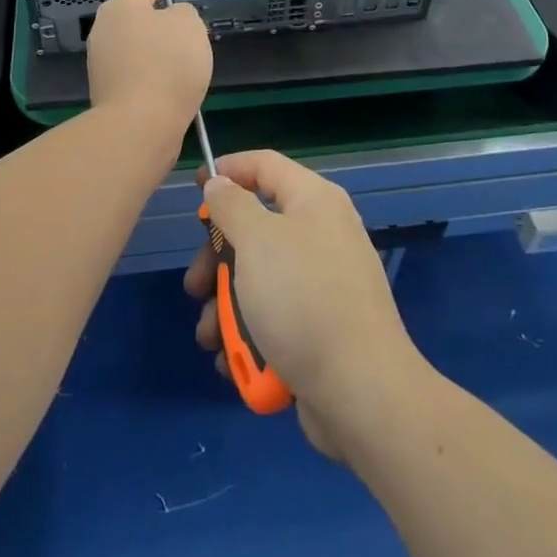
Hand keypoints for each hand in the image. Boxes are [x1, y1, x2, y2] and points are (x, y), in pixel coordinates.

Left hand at [85, 0, 210, 137]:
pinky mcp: (104, 89)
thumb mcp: (190, 25)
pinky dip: (146, 72)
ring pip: (131, 44)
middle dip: (153, 19)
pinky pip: (131, 71)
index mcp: (123, 5)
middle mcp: (104, 27)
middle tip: (179, 26)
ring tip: (176, 58)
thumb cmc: (168, 64)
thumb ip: (183, 13)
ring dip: (150, 48)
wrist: (139, 124)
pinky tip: (164, 83)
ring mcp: (100, 60)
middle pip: (133, 15)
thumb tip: (171, 20)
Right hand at [184, 150, 427, 459]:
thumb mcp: (256, 240)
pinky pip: (276, 317)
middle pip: (256, 229)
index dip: (228, 170)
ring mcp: (323, 284)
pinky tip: (234, 361)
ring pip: (260, 279)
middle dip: (218, 259)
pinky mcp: (321, 328)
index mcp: (313, 201)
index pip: (265, 165)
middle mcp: (322, 234)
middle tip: (195, 286)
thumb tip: (221, 184)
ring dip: (227, 306)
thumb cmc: (302, 299)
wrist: (361, 391)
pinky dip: (251, 335)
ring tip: (211, 337)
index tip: (195, 189)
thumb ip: (231, 205)